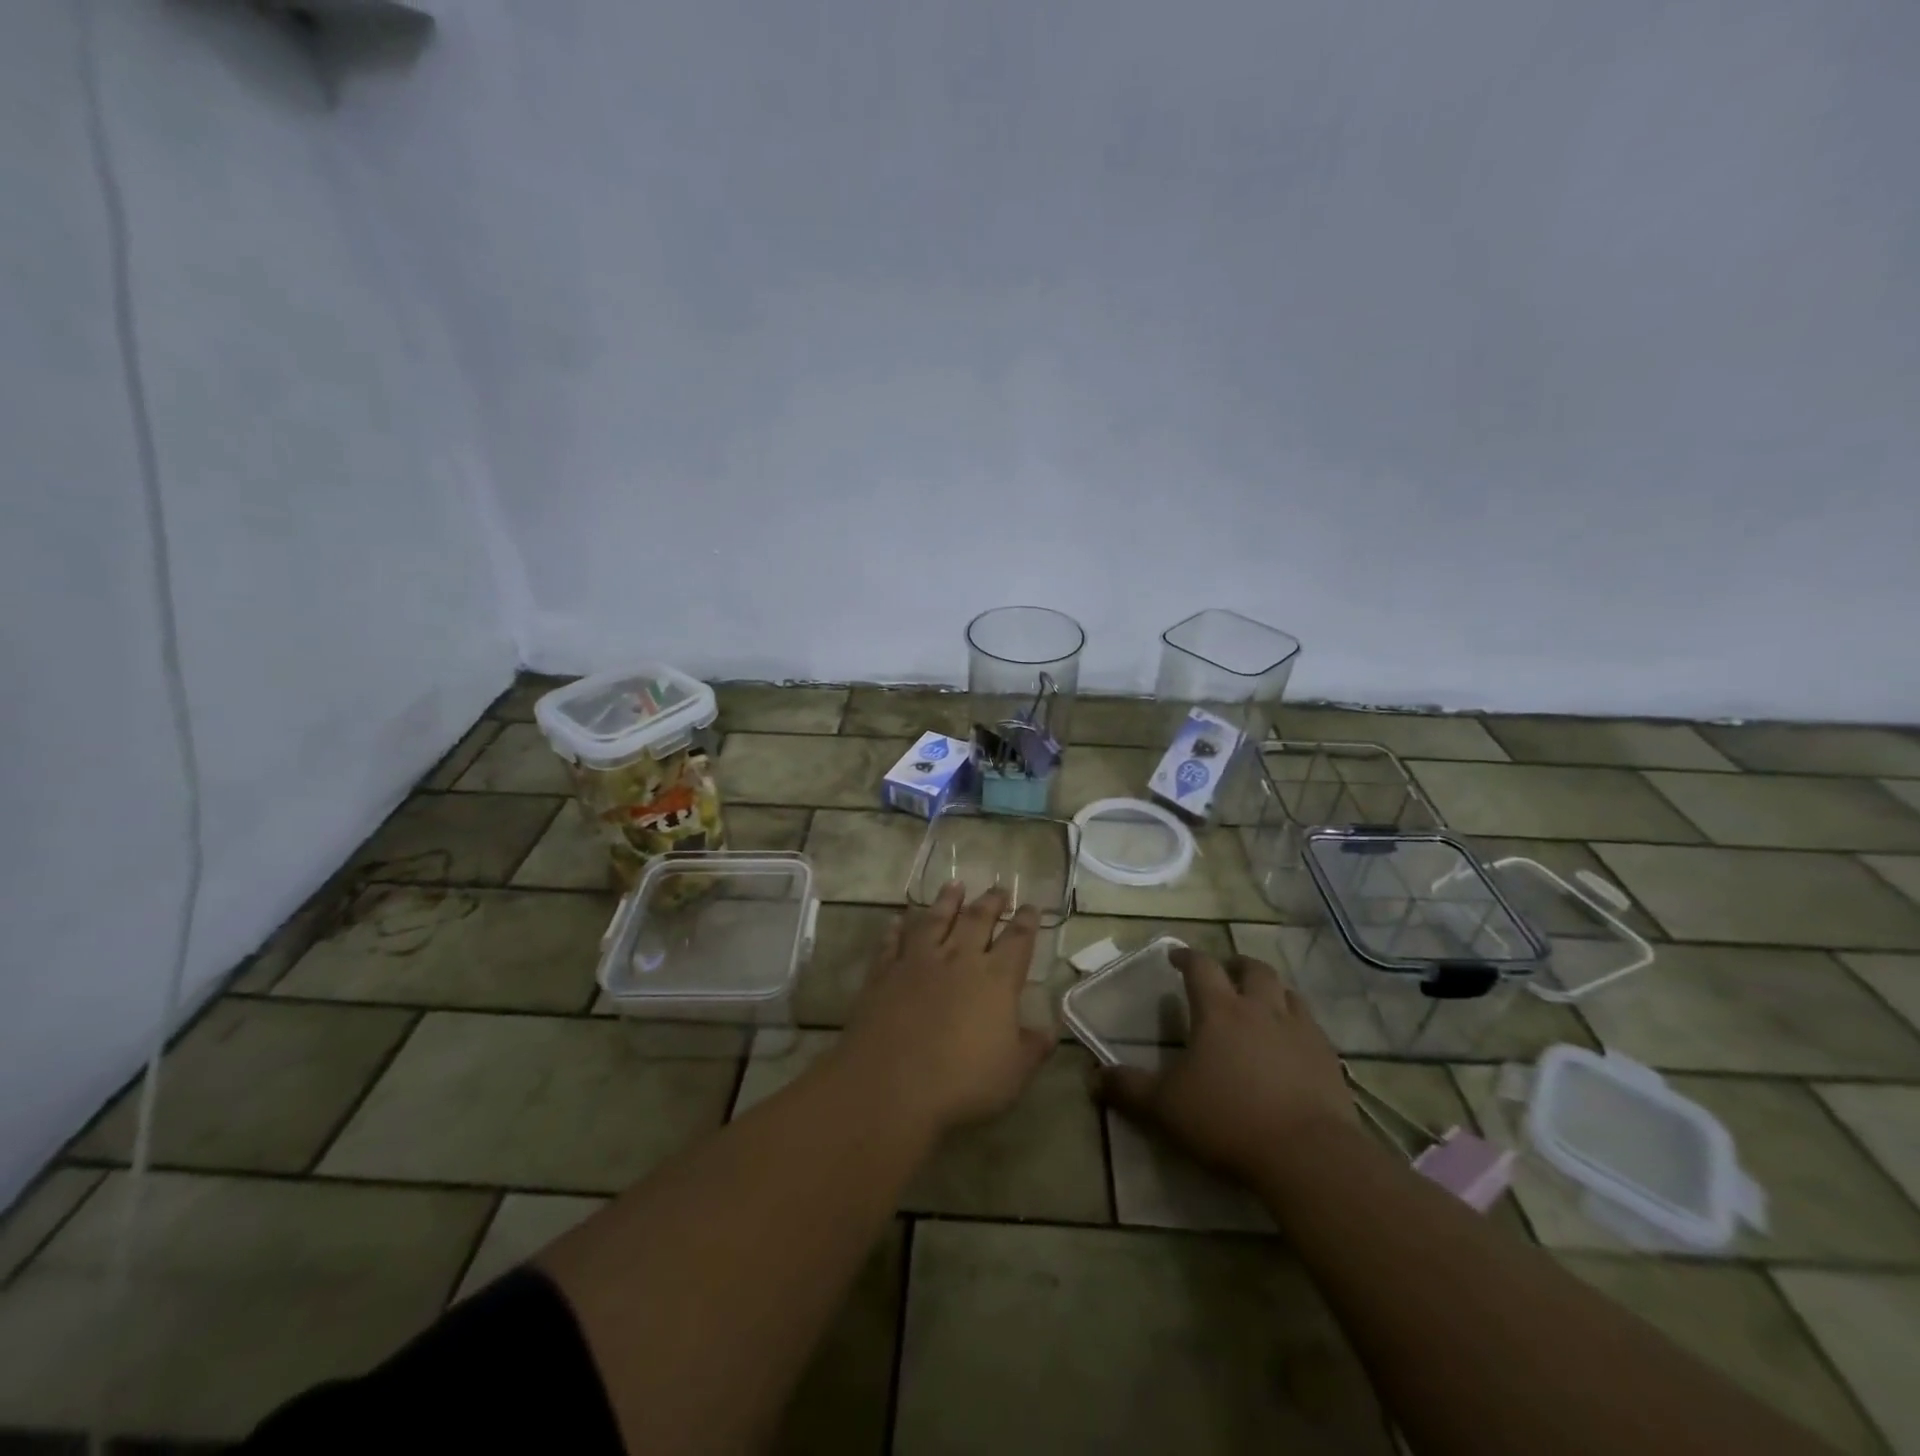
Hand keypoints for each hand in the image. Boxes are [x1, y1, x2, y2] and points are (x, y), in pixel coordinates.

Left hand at [834, 883, 1054, 1136]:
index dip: (1026, 921)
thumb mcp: (1013, 1073)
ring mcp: (918, 962)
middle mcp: (959, 959)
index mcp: (996, 979)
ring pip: (935, 919)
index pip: (1018, 940)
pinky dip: (897, 927)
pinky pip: (893, 941)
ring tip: (955, 884)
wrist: (890, 1084)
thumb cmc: (962, 1082)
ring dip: (947, 901)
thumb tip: (1049, 1030)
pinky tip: (899, 919)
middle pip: (978, 920)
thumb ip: (1033, 1048)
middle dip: (991, 902)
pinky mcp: (884, 972)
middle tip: (999, 887)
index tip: (1031, 906)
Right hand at [1097, 946, 1354, 1183]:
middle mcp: (1261, 1009)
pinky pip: (1312, 1026)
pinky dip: (1297, 1023)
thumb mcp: (1165, 1107)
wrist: (1308, 1156)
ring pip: (1288, 993)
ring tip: (1260, 1003)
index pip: (1201, 966)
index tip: (1176, 957)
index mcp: (1219, 1010)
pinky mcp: (1329, 1058)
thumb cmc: (1228, 1120)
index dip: (1187, 956)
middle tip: (1224, 974)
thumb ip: (1129, 1088)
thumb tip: (1093, 1076)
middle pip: (1252, 969)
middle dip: (1235, 965)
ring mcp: (1300, 1031)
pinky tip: (1291, 1044)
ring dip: (1271, 990)